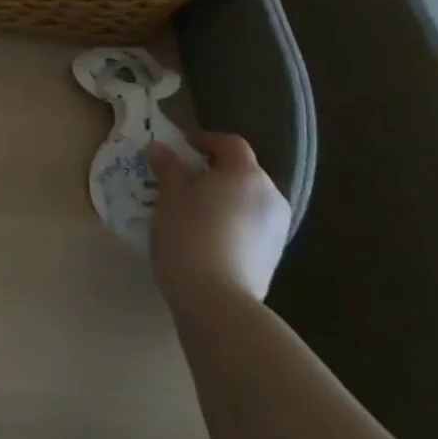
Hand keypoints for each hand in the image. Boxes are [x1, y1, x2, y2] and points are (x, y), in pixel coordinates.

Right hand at [147, 132, 291, 306]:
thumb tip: (159, 147)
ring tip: (195, 210)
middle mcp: (270, 195)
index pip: (230, 143)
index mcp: (245, 174)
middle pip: (243, 170)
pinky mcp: (275, 254)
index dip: (205, 140)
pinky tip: (209, 236)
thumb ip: (167, 167)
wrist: (217, 298)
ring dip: (225, 197)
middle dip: (215, 170)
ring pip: (249, 199)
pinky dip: (233, 220)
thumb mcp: (169, 196)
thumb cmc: (188, 235)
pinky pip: (253, 223)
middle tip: (183, 180)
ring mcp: (278, 227)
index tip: (180, 148)